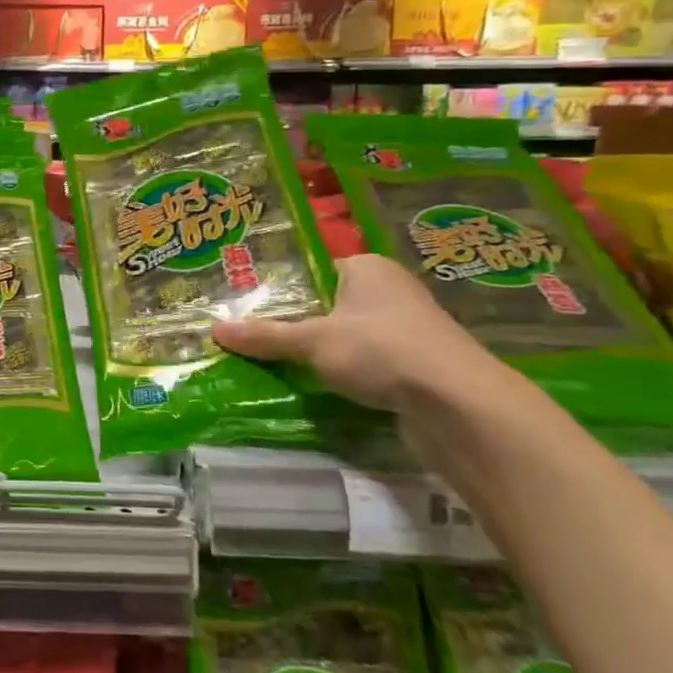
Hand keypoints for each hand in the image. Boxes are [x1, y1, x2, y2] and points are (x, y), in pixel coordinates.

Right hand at [211, 253, 503, 414]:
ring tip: (281, 364)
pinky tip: (323, 388)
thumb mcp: (312, 342)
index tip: (254, 306)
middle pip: (332, 304)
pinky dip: (350, 374)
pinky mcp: (420, 366)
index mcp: (368, 268)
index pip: (318, 268)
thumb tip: (214, 331)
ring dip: (325, 352)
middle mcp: (392, 291)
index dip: (287, 287)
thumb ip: (265, 337)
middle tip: (258, 337)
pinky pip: (371, 363)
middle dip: (301, 323)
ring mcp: (410, 330)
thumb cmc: (380, 350)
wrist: (458, 405)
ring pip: (352, 336)